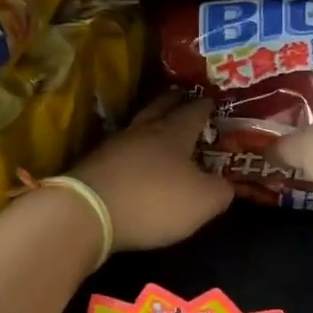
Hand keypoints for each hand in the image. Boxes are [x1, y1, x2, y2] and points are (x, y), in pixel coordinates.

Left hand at [71, 94, 232, 251]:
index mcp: (174, 132)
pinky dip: (132, 151)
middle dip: (175, 101)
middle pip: (160, 107)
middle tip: (185, 99)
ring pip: (138, 126)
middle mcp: (143, 130)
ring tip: (161, 129)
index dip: (205, 106)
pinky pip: (120, 150)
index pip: (193, 110)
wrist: (86, 213)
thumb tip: (226, 184)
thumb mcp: (202, 201)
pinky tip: (135, 159)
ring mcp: (114, 145)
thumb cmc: (153, 201)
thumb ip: (220, 190)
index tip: (213, 101)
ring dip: (150, 125)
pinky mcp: (94, 164)